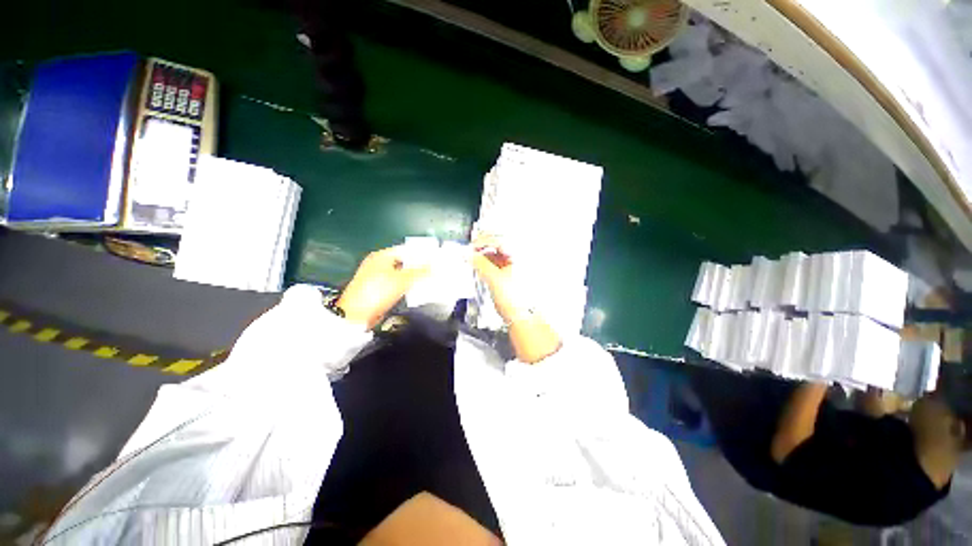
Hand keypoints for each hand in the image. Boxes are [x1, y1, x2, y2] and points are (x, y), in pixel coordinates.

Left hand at [337, 245, 429, 328]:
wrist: (356, 314)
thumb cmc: (378, 292)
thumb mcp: (402, 280)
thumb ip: (419, 272)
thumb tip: (433, 266)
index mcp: (382, 256)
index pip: (405, 249)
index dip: (420, 253)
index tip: (433, 258)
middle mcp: (378, 263)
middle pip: (403, 261)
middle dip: (418, 265)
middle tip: (433, 269)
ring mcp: (376, 276)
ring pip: (400, 273)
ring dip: (412, 276)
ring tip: (428, 279)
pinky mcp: (377, 289)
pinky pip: (396, 283)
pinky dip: (405, 285)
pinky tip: (415, 288)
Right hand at [472, 234, 560, 362]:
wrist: (522, 317)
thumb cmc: (516, 300)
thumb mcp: (495, 278)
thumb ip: (479, 263)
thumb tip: (467, 253)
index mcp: (521, 254)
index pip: (500, 239)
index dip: (483, 241)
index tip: (471, 246)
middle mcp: (520, 257)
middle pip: (500, 243)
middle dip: (483, 245)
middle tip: (471, 249)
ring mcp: (516, 265)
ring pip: (498, 252)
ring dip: (484, 253)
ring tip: (473, 257)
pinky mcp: (511, 272)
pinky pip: (498, 261)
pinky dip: (488, 261)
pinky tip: (480, 264)